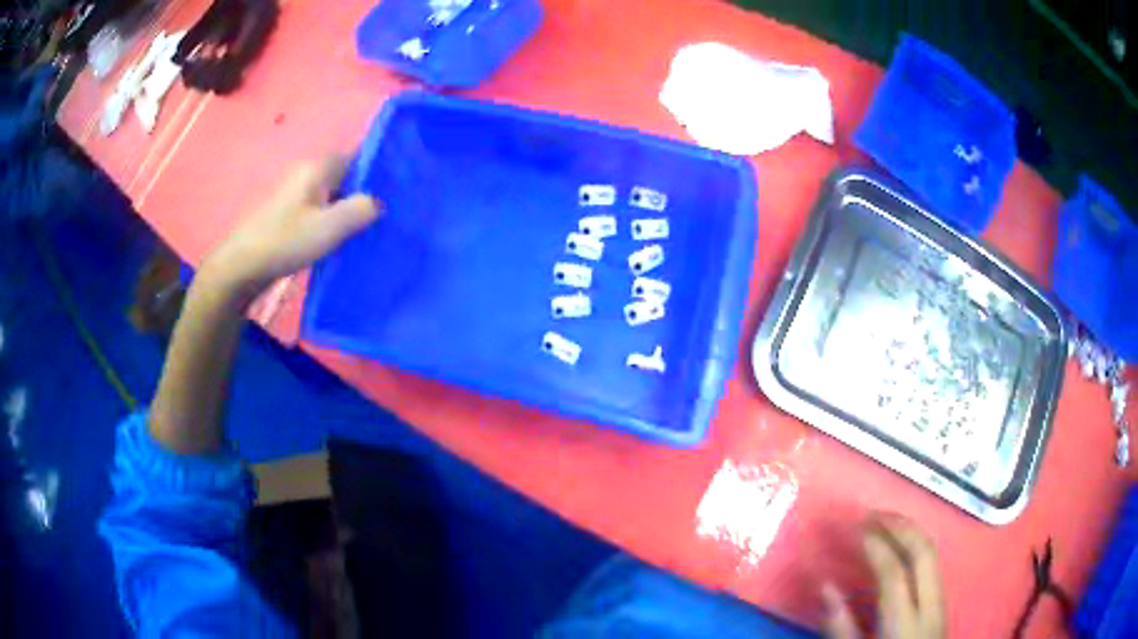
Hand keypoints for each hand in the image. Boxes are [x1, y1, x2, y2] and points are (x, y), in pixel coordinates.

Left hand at [200, 156, 379, 300]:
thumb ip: (361, 209)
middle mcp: (308, 171)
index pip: (360, 157)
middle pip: (348, 176)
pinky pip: (321, 207)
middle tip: (386, 218)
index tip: (397, 194)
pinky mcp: (289, 210)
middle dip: (365, 194)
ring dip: (349, 210)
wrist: (242, 266)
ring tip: (368, 231)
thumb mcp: (330, 227)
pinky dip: (333, 219)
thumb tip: (378, 202)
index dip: (380, 173)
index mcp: (319, 166)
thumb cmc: (286, 241)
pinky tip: (341, 239)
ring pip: (334, 194)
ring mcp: (297, 190)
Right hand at [822, 514, 944, 638]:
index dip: (876, 546)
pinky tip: (902, 547)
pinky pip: (934, 565)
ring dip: (911, 532)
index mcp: (904, 625)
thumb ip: (840, 627)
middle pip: (924, 553)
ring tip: (886, 522)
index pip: (894, 574)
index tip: (857, 527)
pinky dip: (917, 547)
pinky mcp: (943, 604)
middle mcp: (930, 607)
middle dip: (900, 526)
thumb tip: (826, 585)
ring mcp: (942, 603)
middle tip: (873, 513)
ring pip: (934, 554)